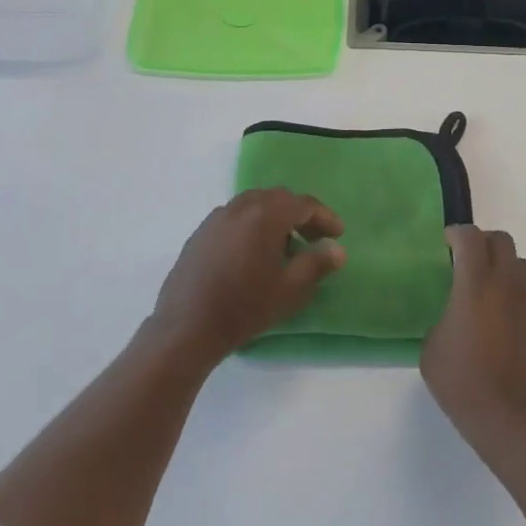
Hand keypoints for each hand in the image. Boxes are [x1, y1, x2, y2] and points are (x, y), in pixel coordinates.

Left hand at [150, 189, 346, 364]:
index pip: (304, 204)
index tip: (338, 234)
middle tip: (314, 240)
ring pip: (255, 205)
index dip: (325, 217)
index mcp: (266, 214)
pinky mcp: (201, 232)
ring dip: (275, 219)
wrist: (187, 326)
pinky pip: (235, 218)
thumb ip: (317, 263)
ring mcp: (217, 217)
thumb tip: (338, 249)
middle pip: (278, 199)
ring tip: (285, 247)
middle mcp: (241, 206)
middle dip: (300, 215)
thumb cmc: (245, 306)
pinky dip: (252, 225)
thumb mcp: (290, 289)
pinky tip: (253, 254)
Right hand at [421, 226, 525, 463]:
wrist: (515, 422)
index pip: (470, 237)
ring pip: (523, 265)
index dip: (457, 233)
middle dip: (484, 243)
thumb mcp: (432, 350)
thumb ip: (443, 320)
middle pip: (502, 242)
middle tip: (469, 260)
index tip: (447, 243)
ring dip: (506, 267)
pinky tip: (509, 319)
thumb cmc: (465, 384)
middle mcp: (507, 284)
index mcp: (475, 284)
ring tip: (491, 288)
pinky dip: (520, 296)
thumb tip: (454, 318)